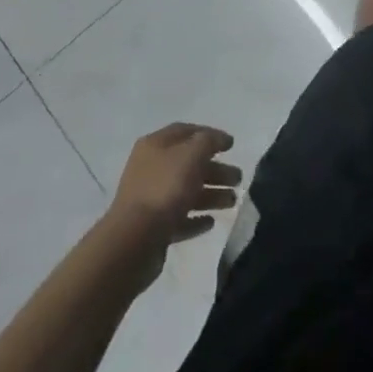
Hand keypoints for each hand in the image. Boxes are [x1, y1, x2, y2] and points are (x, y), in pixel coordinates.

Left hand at [110, 123, 241, 248]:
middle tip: (238, 178)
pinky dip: (196, 219)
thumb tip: (219, 139)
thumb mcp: (192, 154)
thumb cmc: (165, 188)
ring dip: (211, 195)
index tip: (231, 145)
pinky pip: (179, 218)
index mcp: (155, 145)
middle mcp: (150, 169)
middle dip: (216, 169)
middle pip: (189, 164)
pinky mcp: (153, 228)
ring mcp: (150, 199)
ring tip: (232, 201)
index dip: (210, 134)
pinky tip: (211, 222)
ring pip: (186, 192)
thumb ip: (209, 141)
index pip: (185, 131)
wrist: (134, 240)